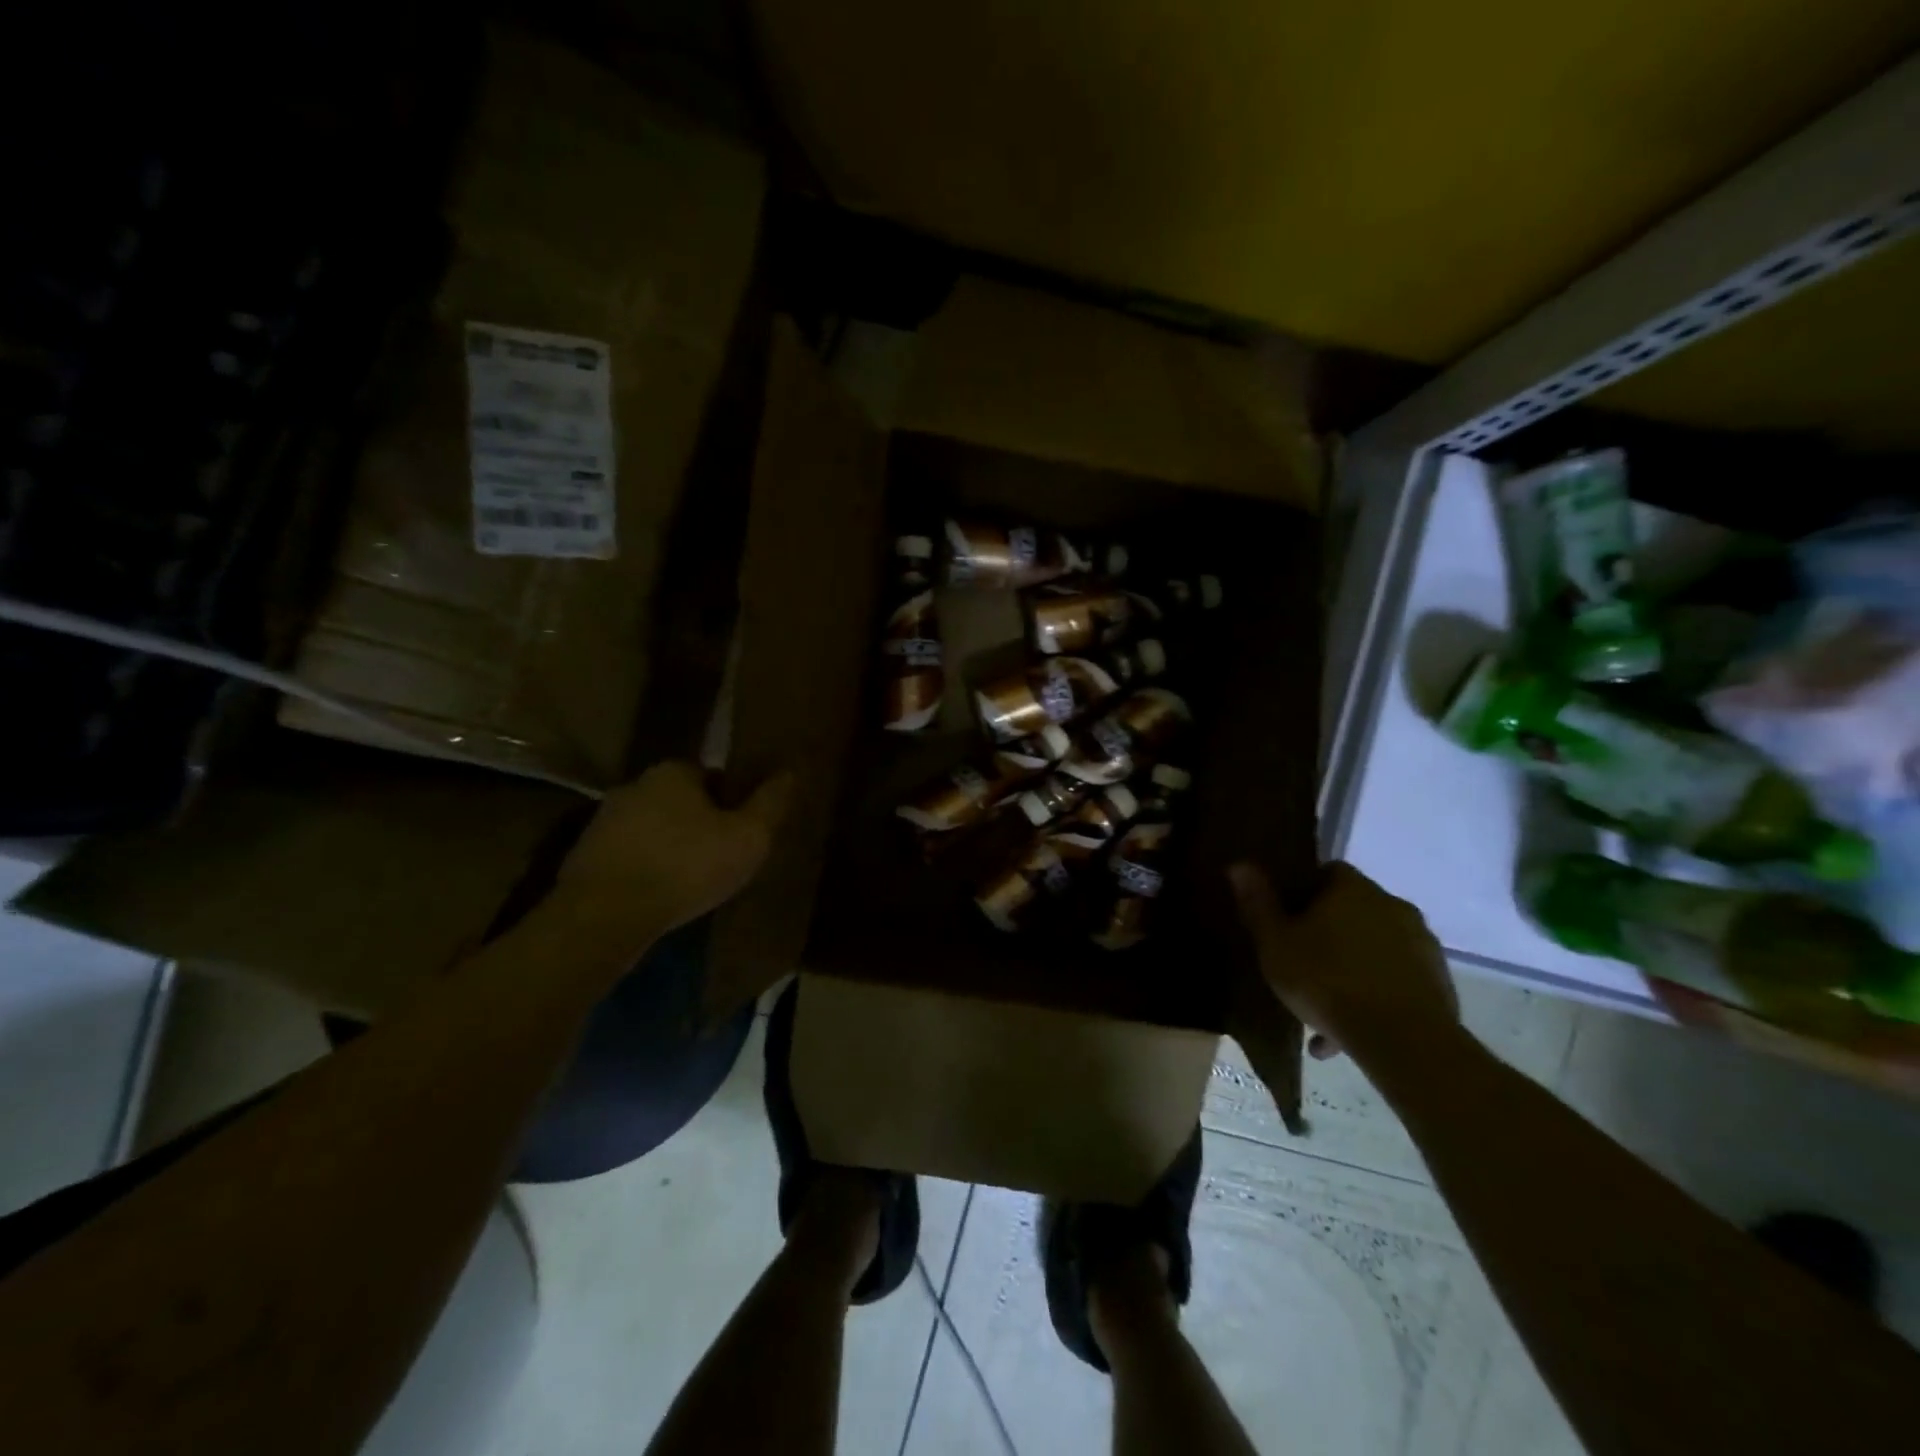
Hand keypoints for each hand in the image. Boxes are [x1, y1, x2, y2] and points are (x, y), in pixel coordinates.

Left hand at [556, 761, 793, 935]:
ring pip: (651, 828)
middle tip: (719, 856)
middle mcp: (635, 786)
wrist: (605, 916)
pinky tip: (658, 895)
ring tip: (690, 881)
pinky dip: (644, 870)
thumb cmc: (686, 866)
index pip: (712, 776)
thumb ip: (770, 804)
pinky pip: (628, 857)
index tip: (741, 829)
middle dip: (698, 823)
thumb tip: (789, 773)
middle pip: (679, 801)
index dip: (731, 801)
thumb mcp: (748, 837)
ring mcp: (603, 821)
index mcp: (674, 772)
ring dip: (669, 847)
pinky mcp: (584, 857)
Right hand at [1228, 861, 1458, 1064]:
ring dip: (1351, 970)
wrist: (1404, 1040)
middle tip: (1302, 965)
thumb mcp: (1275, 943)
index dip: (1306, 892)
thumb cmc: (1326, 980)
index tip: (1288, 919)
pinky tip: (1348, 1034)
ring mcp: (1422, 945)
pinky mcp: (1439, 983)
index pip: (1329, 872)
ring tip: (1321, 1012)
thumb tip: (1239, 864)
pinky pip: (1396, 981)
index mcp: (1353, 889)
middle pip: (1354, 911)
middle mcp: (1393, 906)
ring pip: (1375, 950)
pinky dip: (1374, 997)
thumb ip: (1258, 903)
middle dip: (1328, 934)